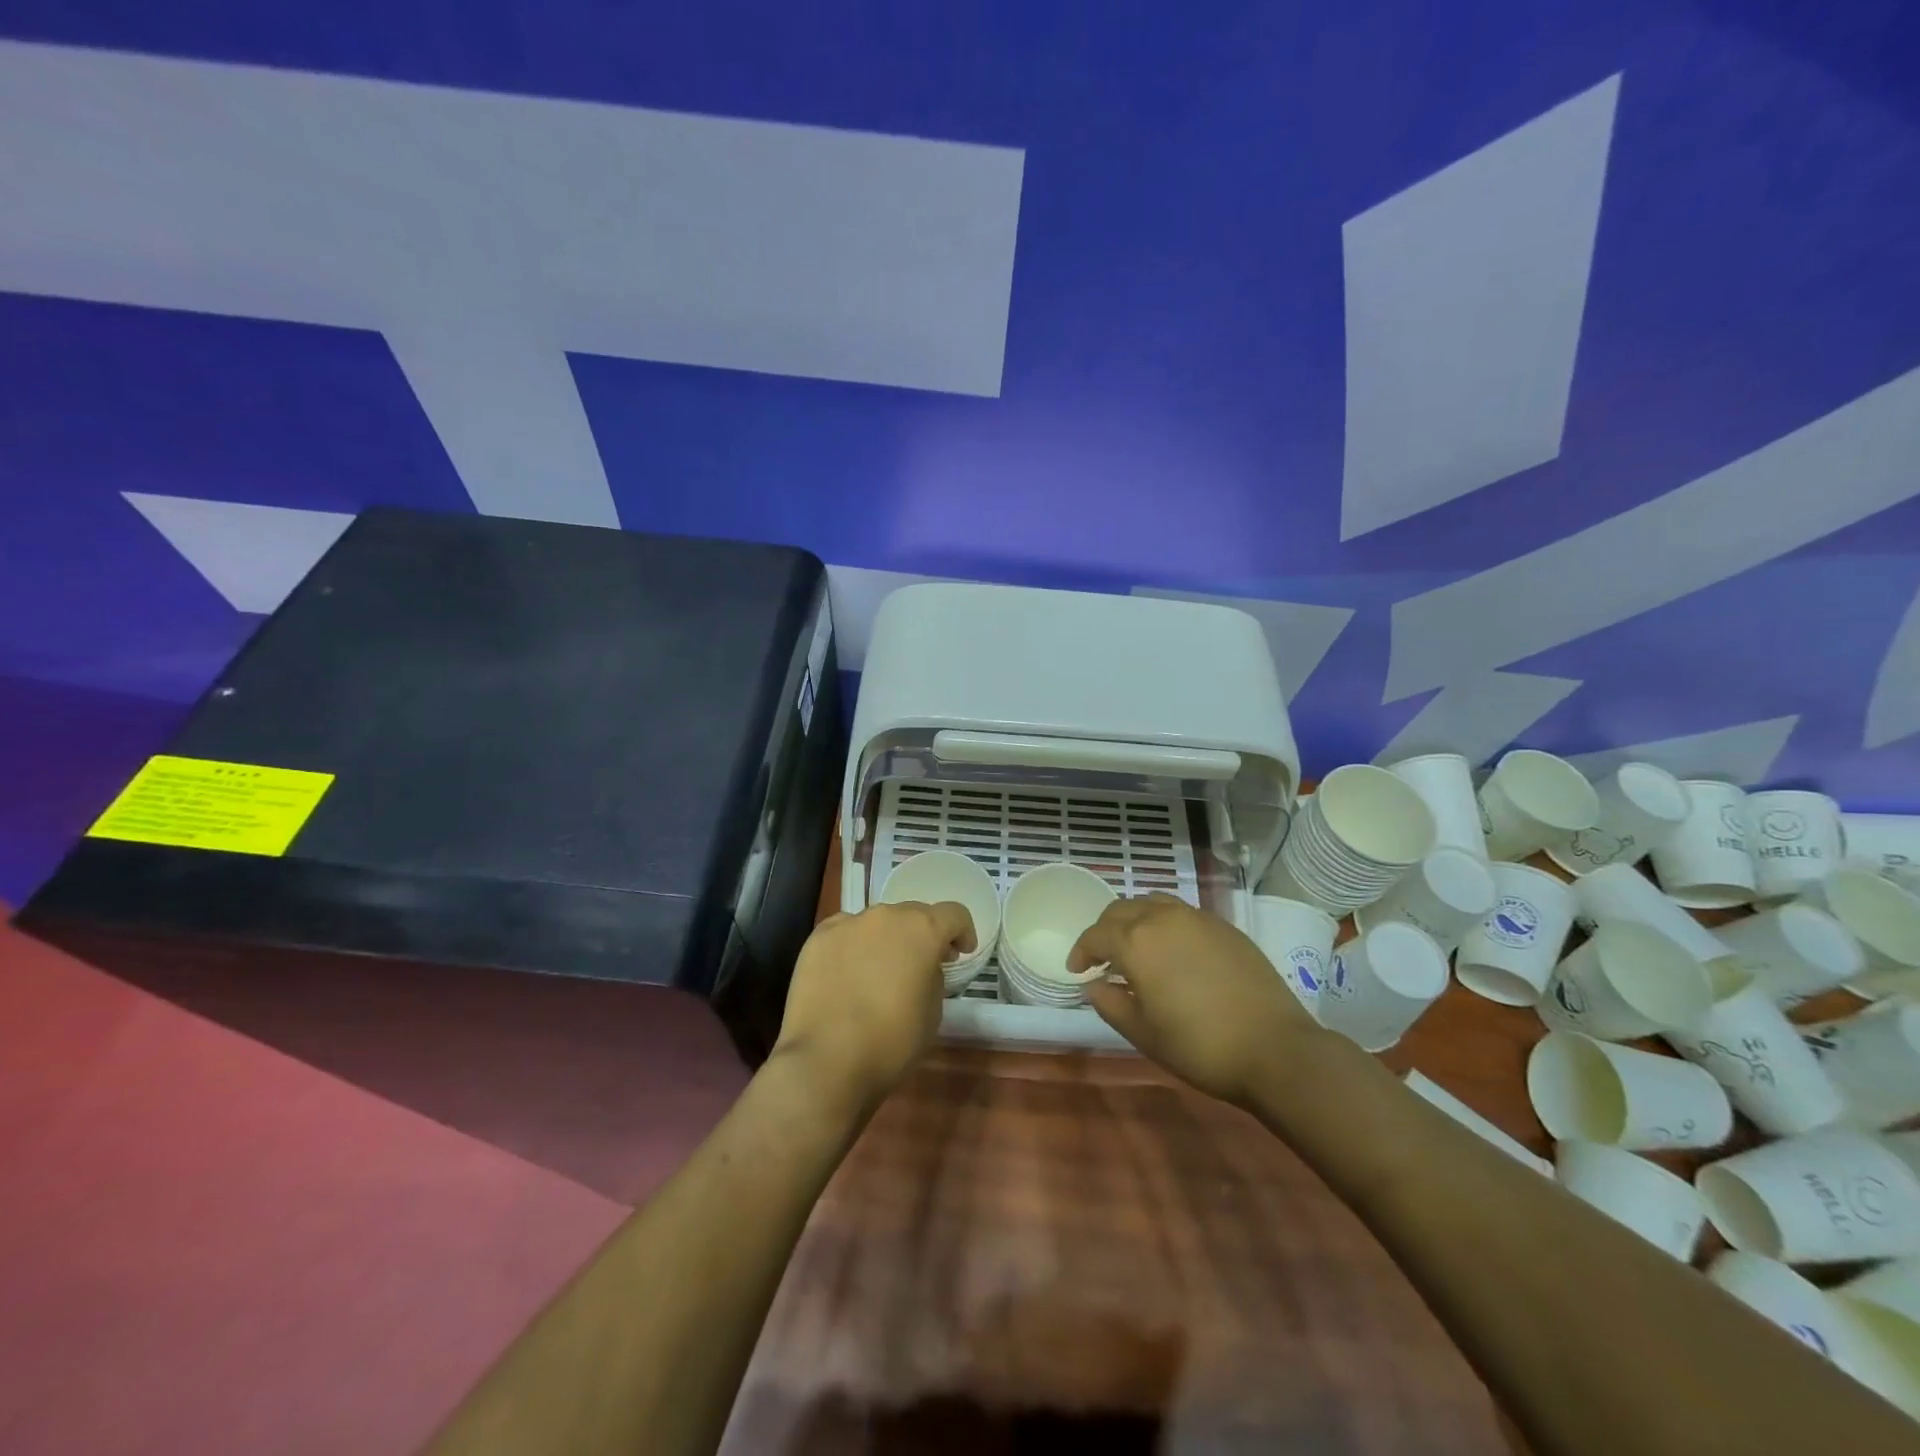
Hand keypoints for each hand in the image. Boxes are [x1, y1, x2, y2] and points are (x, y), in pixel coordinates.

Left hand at [772, 901, 974, 1115]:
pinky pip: (845, 933)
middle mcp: (886, 916)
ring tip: (879, 972)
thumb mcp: (933, 1012)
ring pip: (877, 923)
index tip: (961, 952)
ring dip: (886, 940)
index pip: (954, 914)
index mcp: (922, 930)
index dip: (963, 932)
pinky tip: (848, 974)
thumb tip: (922, 967)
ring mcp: (848, 923)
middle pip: (913, 914)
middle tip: (922, 964)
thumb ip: (933, 976)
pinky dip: (853, 946)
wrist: (825, 1061)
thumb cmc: (891, 1041)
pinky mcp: (818, 938)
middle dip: (922, 935)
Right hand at [1070, 894, 1320, 1107]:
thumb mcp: (1143, 1033)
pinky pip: (1182, 912)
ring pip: (1152, 904)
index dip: (1081, 951)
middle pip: (1121, 910)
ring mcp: (1197, 918)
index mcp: (1136, 941)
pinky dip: (1164, 923)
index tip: (1078, 971)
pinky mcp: (1224, 926)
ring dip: (1134, 920)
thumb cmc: (1198, 1045)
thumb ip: (1110, 1003)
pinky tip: (1173, 951)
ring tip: (1136, 947)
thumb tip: (1094, 985)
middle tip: (1103, 958)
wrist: (1274, 1047)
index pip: (1096, 935)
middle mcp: (1163, 918)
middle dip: (1105, 930)